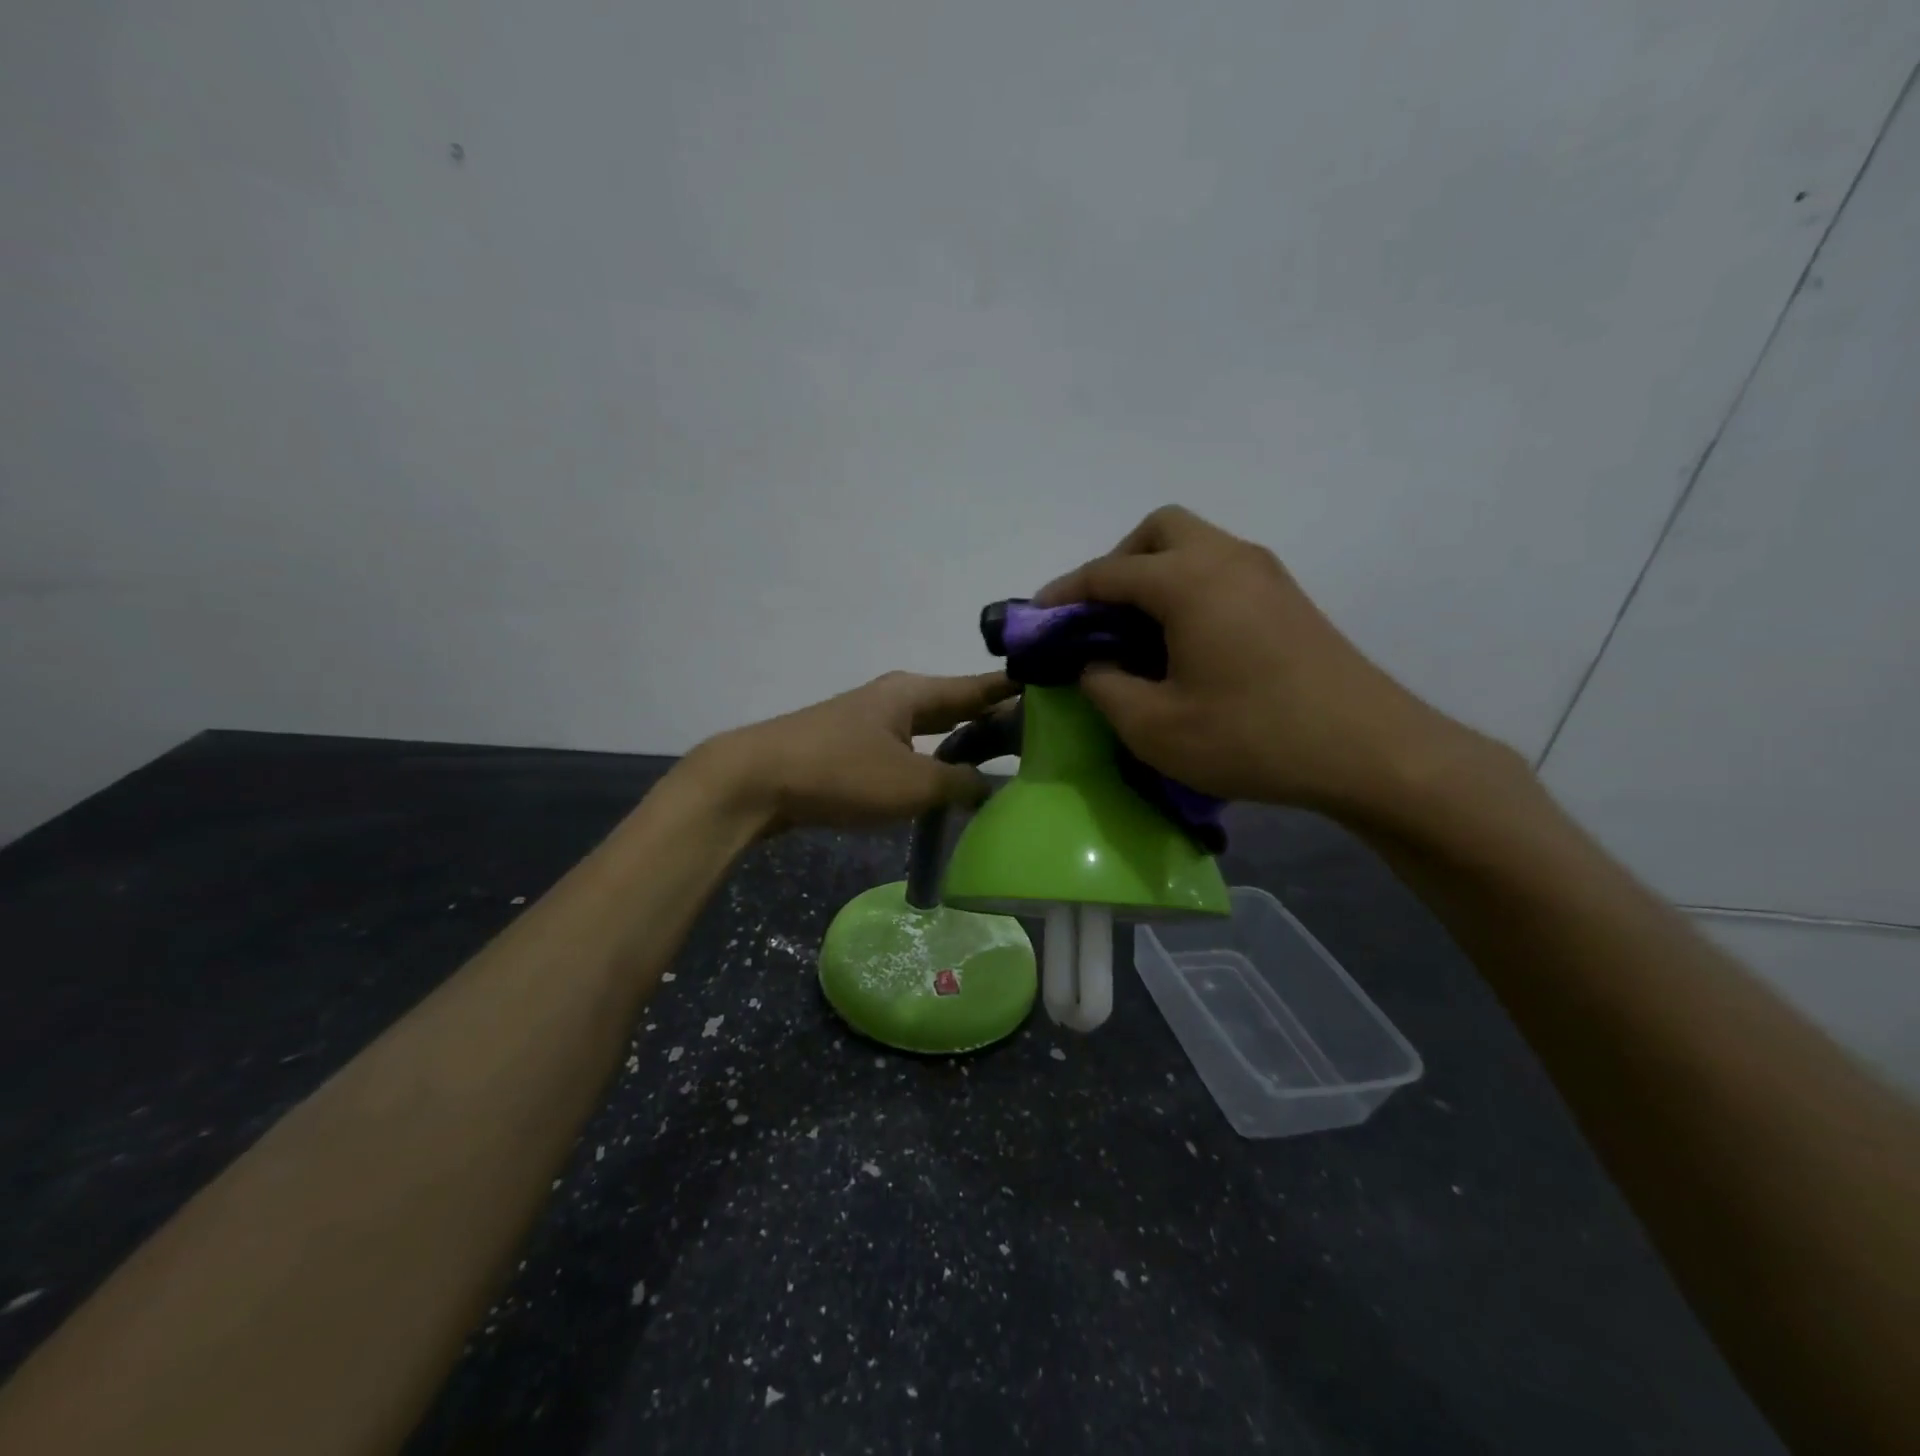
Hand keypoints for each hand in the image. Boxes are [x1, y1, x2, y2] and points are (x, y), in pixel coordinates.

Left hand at [692, 671, 1017, 832]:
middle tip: (1039, 739)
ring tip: (1003, 764)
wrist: (755, 782)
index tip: (1059, 694)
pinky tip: (946, 783)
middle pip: (957, 705)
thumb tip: (995, 788)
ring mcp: (871, 722)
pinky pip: (909, 749)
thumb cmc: (841, 773)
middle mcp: (896, 698)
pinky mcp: (853, 748)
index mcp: (916, 692)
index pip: (981, 686)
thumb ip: (961, 786)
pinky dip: (934, 762)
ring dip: (964, 744)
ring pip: (932, 729)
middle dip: (995, 720)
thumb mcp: (912, 783)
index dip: (1019, 691)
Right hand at [1037, 506, 1478, 819]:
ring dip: (1155, 575)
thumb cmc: (1252, 737)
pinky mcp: (1288, 599)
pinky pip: (1221, 571)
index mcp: (1188, 581)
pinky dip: (1188, 590)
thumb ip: (1104, 686)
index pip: (1108, 571)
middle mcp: (1227, 559)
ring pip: (1195, 546)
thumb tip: (1093, 662)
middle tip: (1100, 616)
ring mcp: (1265, 575)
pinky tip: (1184, 644)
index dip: (1065, 594)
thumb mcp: (1154, 726)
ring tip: (1137, 634)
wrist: (1370, 752)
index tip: (1037, 618)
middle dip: (1118, 564)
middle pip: (1159, 531)